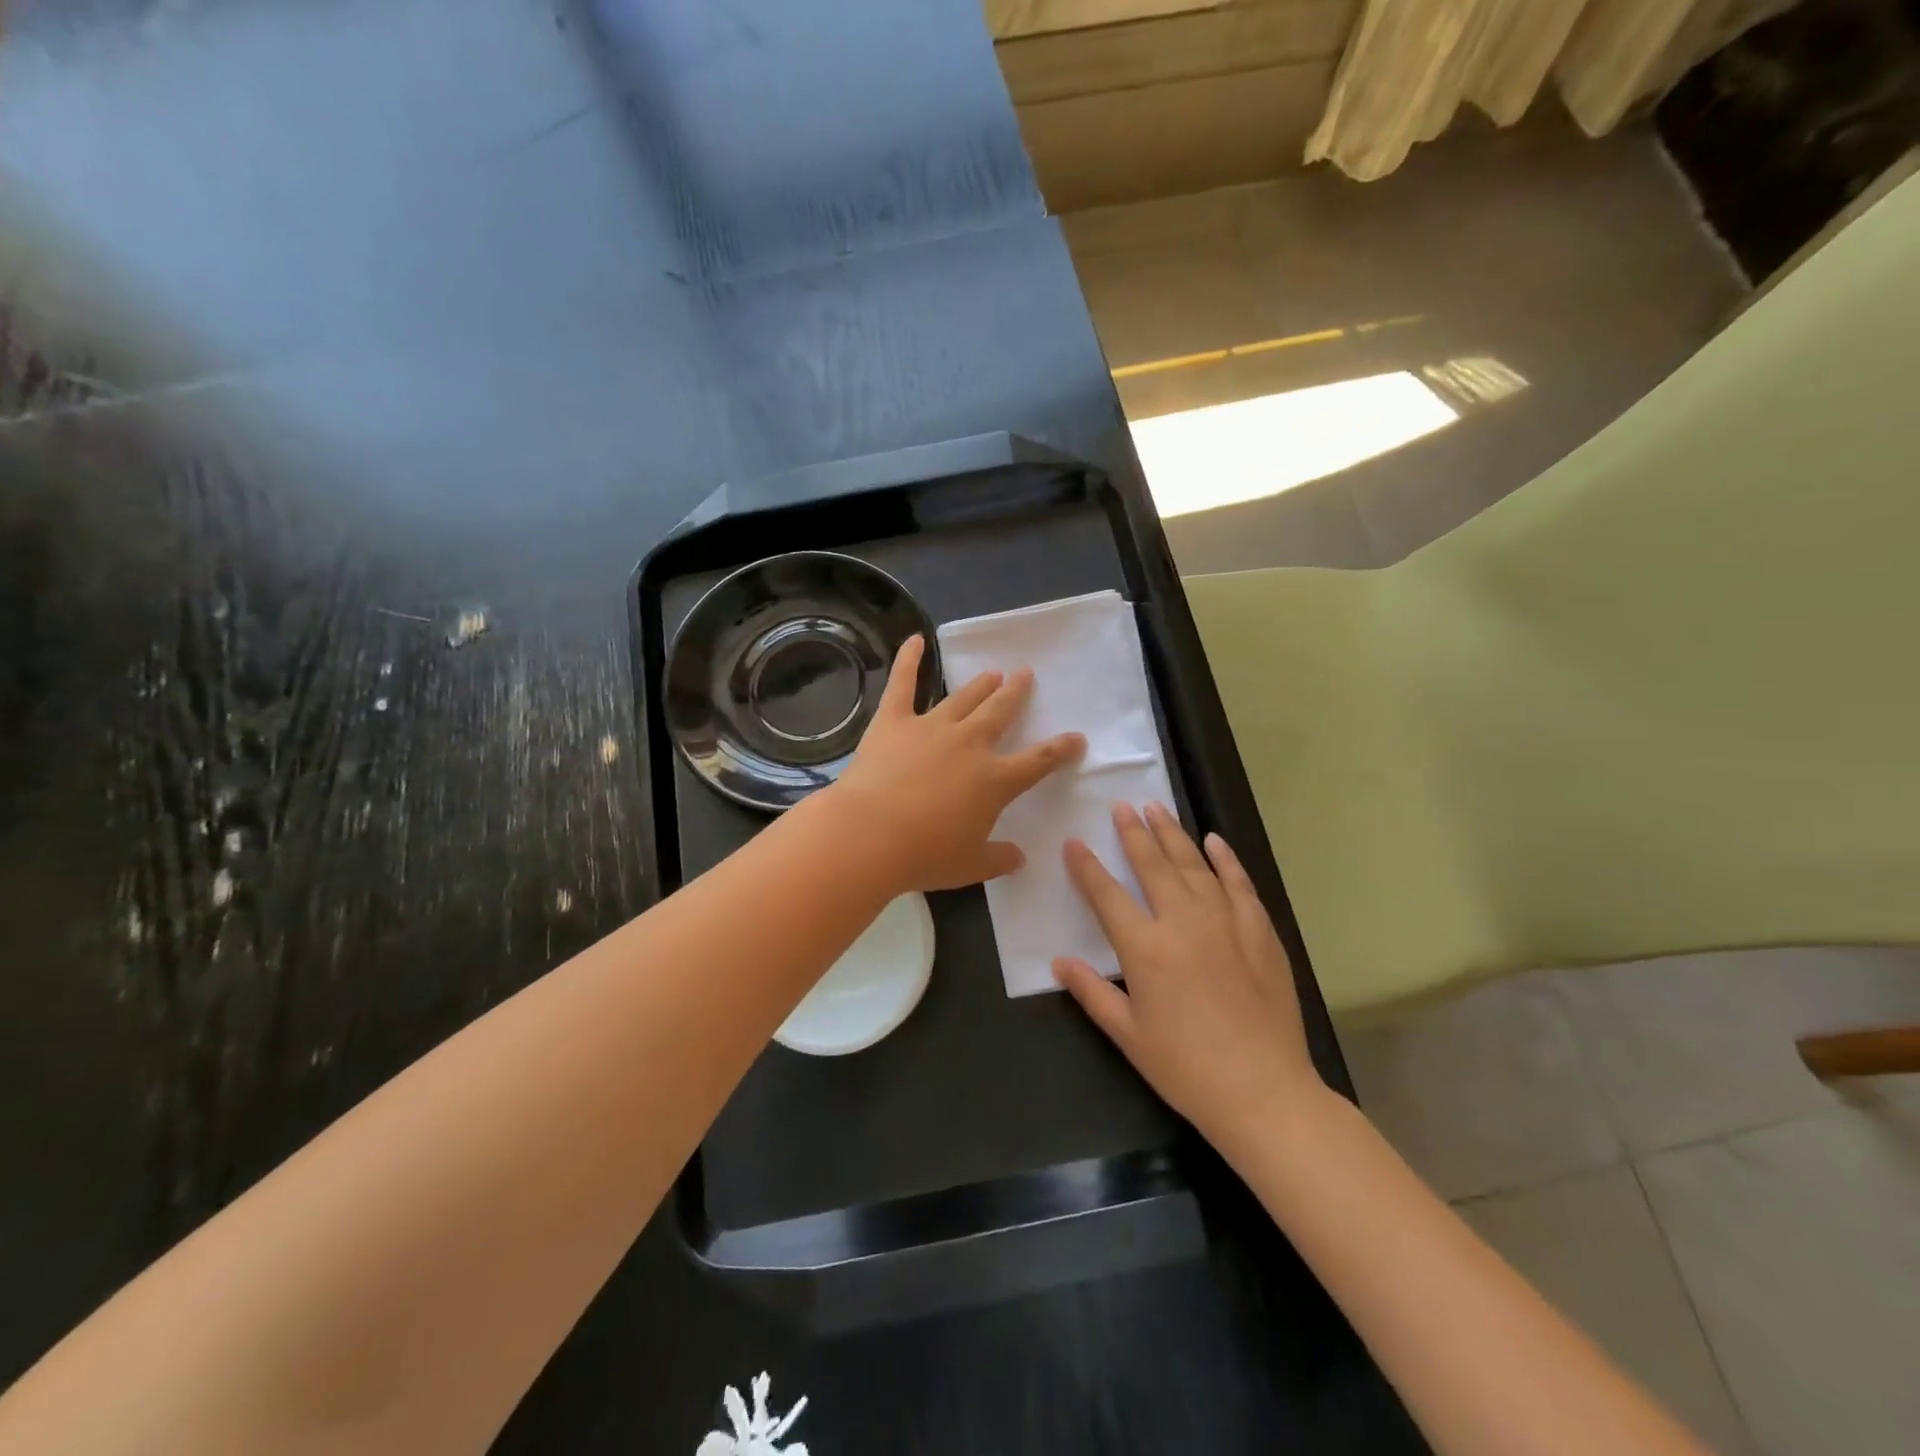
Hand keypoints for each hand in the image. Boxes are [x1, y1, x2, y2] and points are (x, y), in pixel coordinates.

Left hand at [826, 635, 1084, 893]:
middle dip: (1016, 693)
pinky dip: (909, 660)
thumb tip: (1019, 858)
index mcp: (994, 780)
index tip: (1076, 737)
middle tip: (1024, 675)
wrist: (869, 836)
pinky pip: (903, 684)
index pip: (1039, 761)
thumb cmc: (924, 856)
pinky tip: (915, 640)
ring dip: (980, 684)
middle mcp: (970, 744)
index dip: (1060, 749)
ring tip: (991, 673)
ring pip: (963, 698)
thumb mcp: (970, 867)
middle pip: (1000, 712)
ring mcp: (932, 727)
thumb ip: (999, 860)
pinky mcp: (894, 721)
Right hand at [1054, 802, 1324, 1147]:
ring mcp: (1226, 922)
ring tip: (1157, 809)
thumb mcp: (1128, 1035)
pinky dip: (1225, 860)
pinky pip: (1239, 883)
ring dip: (1173, 835)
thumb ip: (1091, 992)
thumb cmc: (1186, 1068)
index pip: (1107, 895)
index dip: (1087, 867)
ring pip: (1194, 865)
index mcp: (1145, 948)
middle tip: (1121, 807)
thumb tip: (1059, 961)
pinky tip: (1214, 841)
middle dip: (1133, 833)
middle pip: (1152, 866)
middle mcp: (1183, 922)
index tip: (1074, 842)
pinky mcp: (1260, 931)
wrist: (1263, 1091)